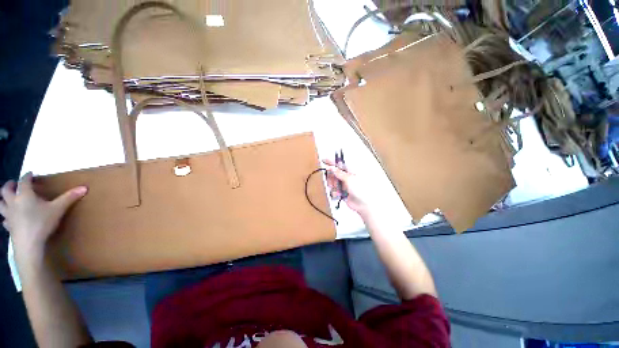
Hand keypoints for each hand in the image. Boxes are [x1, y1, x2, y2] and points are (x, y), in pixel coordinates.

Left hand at [0, 173, 86, 259]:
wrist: (29, 244)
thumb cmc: (42, 223)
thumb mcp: (58, 209)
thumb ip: (69, 198)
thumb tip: (84, 187)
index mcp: (24, 194)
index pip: (24, 181)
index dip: (27, 176)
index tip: (31, 174)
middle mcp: (13, 201)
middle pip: (5, 190)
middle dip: (9, 185)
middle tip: (15, 184)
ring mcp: (9, 215)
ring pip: (0, 203)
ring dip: (3, 199)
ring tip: (8, 199)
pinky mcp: (9, 226)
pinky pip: (4, 219)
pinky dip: (6, 216)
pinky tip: (10, 219)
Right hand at [323, 158, 376, 218]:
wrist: (363, 204)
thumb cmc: (360, 189)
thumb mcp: (349, 179)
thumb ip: (339, 173)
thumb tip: (332, 167)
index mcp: (349, 171)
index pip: (338, 164)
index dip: (331, 162)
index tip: (323, 160)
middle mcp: (346, 177)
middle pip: (333, 173)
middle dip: (331, 177)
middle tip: (332, 181)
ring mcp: (343, 185)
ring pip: (332, 182)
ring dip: (333, 186)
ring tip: (337, 189)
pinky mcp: (342, 192)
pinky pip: (334, 190)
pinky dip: (334, 192)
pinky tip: (338, 194)